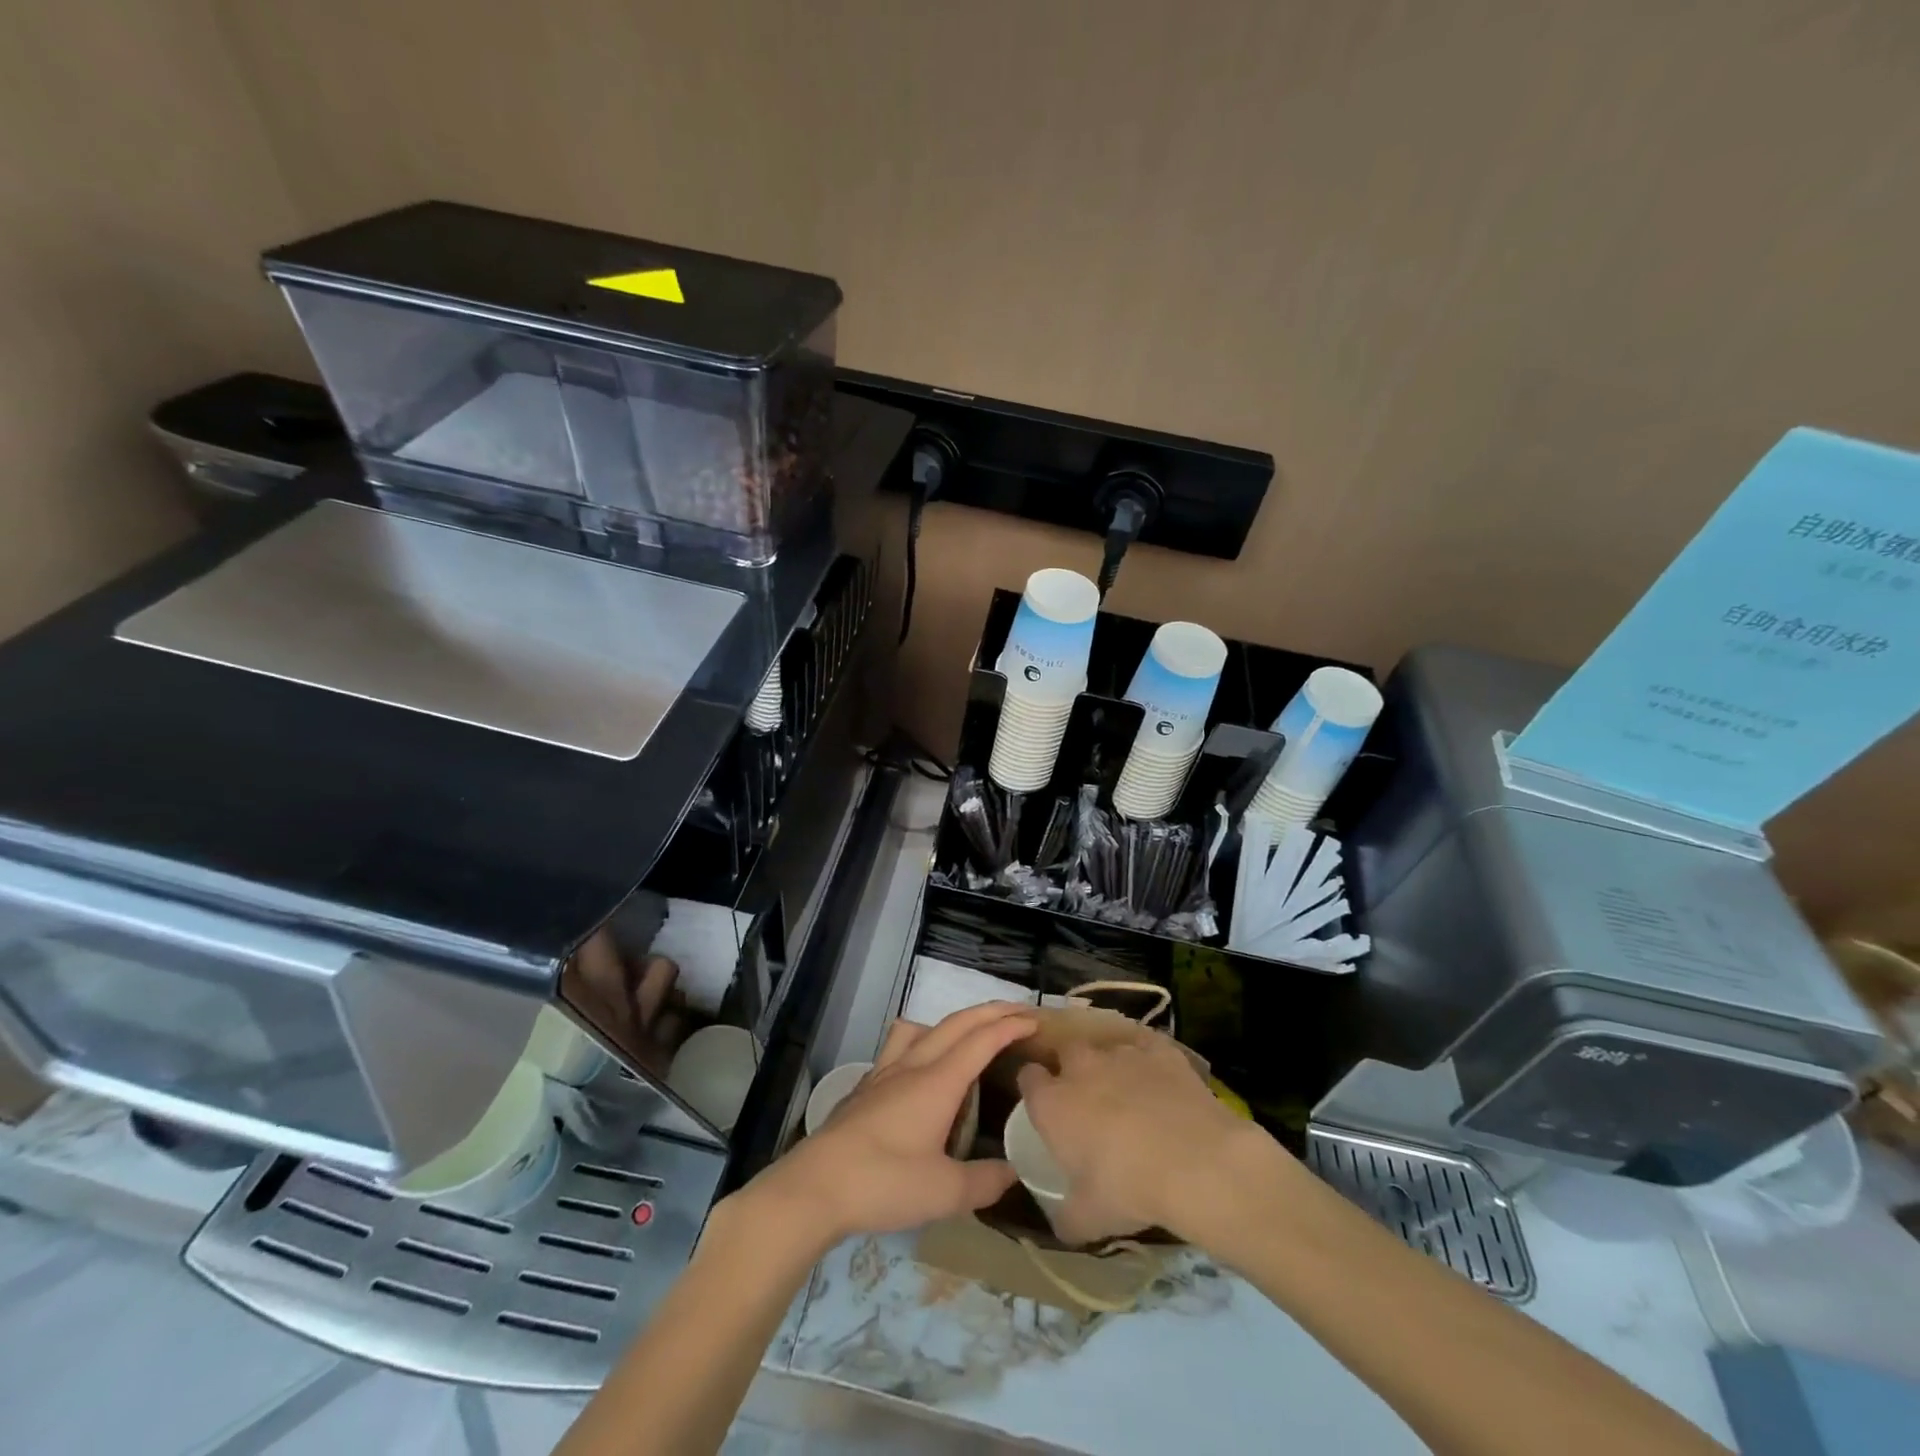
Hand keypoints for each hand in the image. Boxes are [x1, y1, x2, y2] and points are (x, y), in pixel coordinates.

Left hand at [755, 1003, 1034, 1244]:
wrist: (815, 1185)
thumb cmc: (883, 1183)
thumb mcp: (944, 1192)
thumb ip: (985, 1181)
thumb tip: (1015, 1173)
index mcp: (938, 1082)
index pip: (982, 1040)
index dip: (1010, 1026)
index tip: (1036, 1020)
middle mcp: (914, 1065)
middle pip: (957, 1023)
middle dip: (991, 1012)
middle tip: (1019, 1013)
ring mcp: (885, 1072)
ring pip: (925, 1027)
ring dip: (955, 1020)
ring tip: (972, 1032)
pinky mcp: (866, 1085)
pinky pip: (901, 1044)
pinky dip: (923, 1038)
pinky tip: (921, 1064)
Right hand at [1016, 1034, 1278, 1243]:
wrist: (1194, 1161)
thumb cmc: (1128, 1189)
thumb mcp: (1088, 1219)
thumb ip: (1066, 1217)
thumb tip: (1060, 1224)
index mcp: (1052, 1102)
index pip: (1028, 1078)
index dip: (1035, 1089)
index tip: (1044, 1106)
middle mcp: (1080, 1066)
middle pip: (1065, 1054)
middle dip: (1071, 1070)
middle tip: (1087, 1101)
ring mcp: (1120, 1052)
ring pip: (1106, 1050)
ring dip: (1111, 1068)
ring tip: (1130, 1096)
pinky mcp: (1158, 1048)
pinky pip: (1145, 1047)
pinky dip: (1148, 1061)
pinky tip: (1160, 1082)